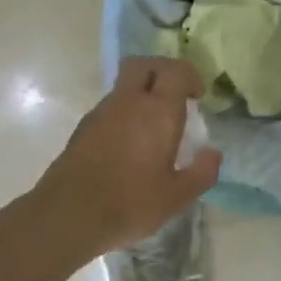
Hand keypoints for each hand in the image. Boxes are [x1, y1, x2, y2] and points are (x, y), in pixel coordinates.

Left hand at [37, 57, 221, 255]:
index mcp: (157, 111)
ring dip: (142, 94)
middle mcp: (128, 102)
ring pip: (124, 86)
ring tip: (155, 127)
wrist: (68, 216)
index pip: (175, 71)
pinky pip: (111, 107)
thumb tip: (213, 153)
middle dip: (163, 71)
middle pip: (144, 65)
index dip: (190, 76)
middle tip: (176, 95)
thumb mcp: (177, 196)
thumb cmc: (130, 204)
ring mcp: (101, 113)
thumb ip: (201, 172)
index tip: (198, 96)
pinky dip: (125, 113)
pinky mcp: (83, 128)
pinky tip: (131, 145)